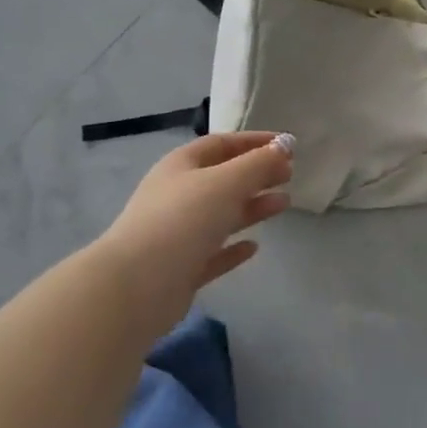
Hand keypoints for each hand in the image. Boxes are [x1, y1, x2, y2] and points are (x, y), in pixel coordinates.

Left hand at [97, 132, 293, 324]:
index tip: (287, 146)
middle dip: (256, 174)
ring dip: (252, 207)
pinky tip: (254, 247)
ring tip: (284, 204)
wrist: (136, 286)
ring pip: (221, 214)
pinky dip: (234, 248)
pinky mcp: (181, 269)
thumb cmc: (182, 220)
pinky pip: (213, 252)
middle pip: (223, 178)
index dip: (254, 141)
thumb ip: (258, 164)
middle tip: (289, 175)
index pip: (221, 144)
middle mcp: (177, 195)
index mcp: (182, 166)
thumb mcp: (226, 182)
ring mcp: (177, 233)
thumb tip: (283, 148)